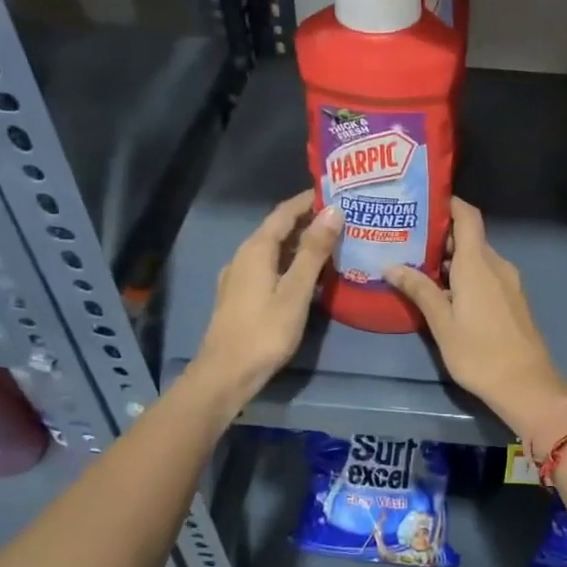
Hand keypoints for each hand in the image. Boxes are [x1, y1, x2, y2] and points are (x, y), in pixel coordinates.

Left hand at [190, 191, 341, 409]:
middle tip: (341, 218)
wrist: (225, 374)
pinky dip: (290, 263)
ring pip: (273, 251)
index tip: (335, 192)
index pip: (284, 213)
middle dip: (307, 221)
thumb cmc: (264, 331)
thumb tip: (333, 210)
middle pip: (277, 230)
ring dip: (300, 244)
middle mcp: (243, 257)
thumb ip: (314, 251)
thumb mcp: (296, 290)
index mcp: (256, 250)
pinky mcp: (240, 297)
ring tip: (331, 244)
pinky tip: (307, 276)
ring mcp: (239, 278)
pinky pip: (269, 268)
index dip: (308, 201)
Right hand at [386, 198, 566, 431]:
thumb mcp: (442, 323)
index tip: (423, 202)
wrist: (526, 385)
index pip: (467, 216)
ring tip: (418, 264)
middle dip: (441, 235)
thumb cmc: (479, 352)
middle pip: (470, 237)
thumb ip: (419, 290)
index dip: (449, 203)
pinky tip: (444, 290)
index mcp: (478, 263)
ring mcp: (508, 282)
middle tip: (407, 238)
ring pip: (478, 258)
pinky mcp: (512, 299)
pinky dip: (465, 274)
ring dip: (452, 259)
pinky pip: (486, 275)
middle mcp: (496, 264)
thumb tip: (391, 266)